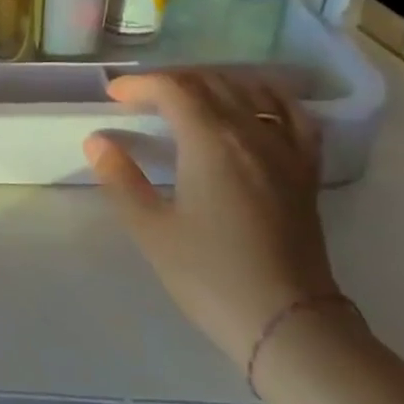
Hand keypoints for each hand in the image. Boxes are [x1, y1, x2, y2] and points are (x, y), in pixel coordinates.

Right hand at [85, 71, 338, 369]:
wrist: (287, 322)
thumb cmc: (210, 275)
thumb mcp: (152, 230)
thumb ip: (121, 179)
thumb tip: (97, 141)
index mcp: (210, 142)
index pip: (174, 89)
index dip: (140, 84)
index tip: (114, 95)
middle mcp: (251, 133)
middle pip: (211, 83)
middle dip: (172, 81)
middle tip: (141, 98)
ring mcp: (285, 150)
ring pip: (251, 92)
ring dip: (214, 83)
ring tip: (188, 96)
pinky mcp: (306, 172)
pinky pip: (294, 116)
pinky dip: (270, 99)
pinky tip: (256, 105)